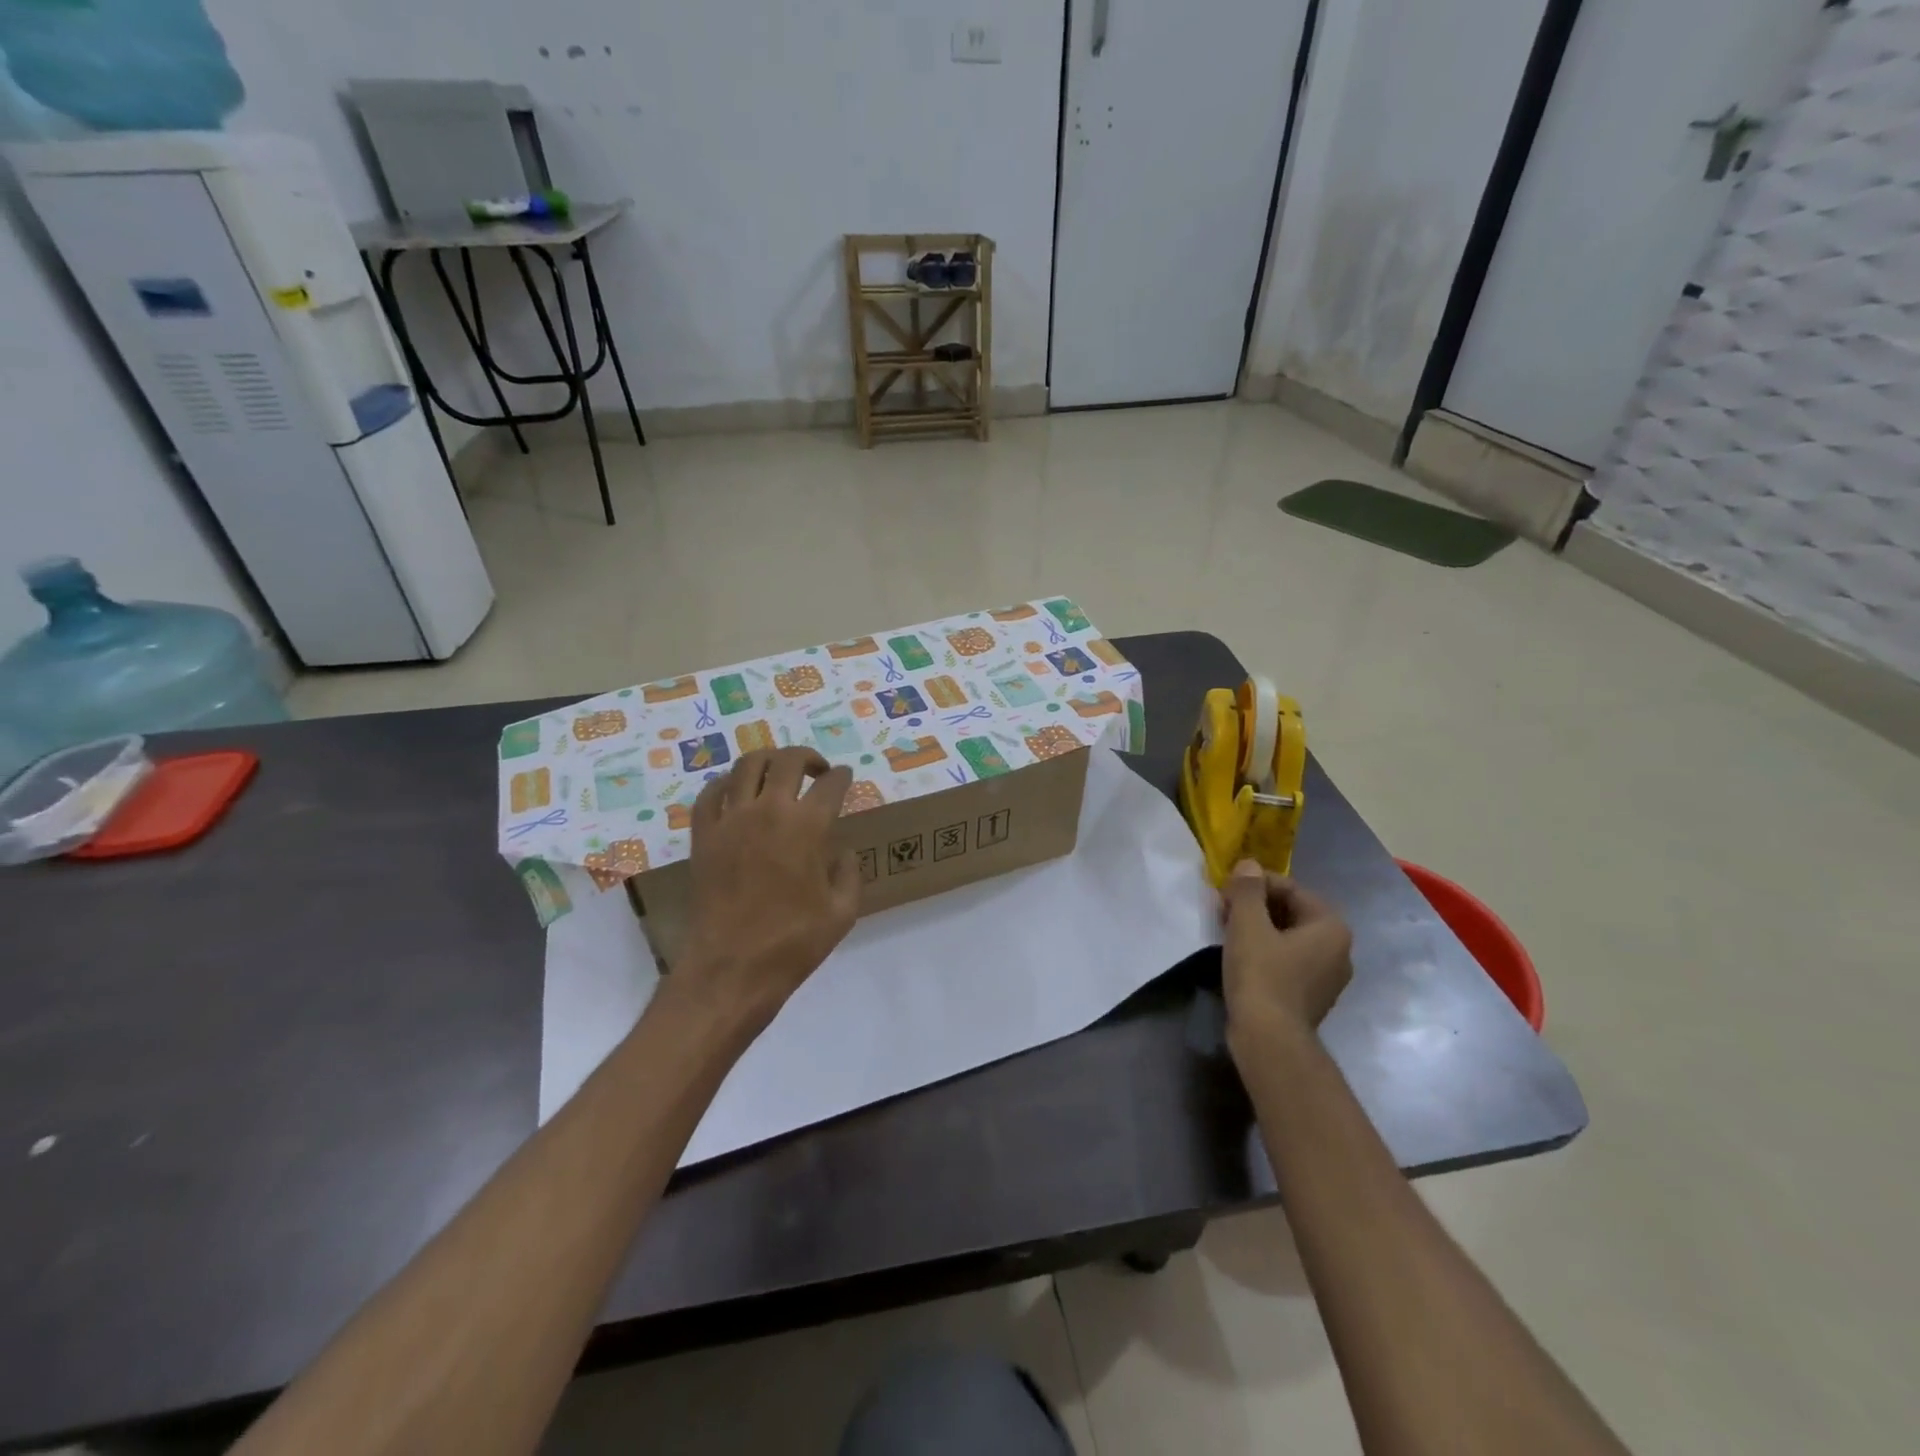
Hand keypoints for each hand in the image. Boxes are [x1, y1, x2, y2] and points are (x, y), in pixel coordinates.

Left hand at [675, 747, 859, 1034]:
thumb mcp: (842, 912)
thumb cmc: (793, 943)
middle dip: (807, 758)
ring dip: (768, 761)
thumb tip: (842, 850)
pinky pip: (710, 793)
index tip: (844, 778)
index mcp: (808, 827)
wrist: (731, 969)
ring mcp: (731, 820)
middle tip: (816, 769)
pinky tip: (735, 793)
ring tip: (777, 772)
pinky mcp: (703, 835)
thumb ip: (849, 872)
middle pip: (788, 760)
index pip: (830, 784)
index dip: (841, 777)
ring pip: (747, 765)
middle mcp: (769, 811)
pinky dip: (725, 784)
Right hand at [1220, 860, 1352, 1048]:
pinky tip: (1240, 957)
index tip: (1226, 893)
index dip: (1255, 885)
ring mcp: (1328, 977)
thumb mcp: (1248, 924)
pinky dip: (1266, 953)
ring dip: (1259, 929)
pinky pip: (1288, 961)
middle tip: (1224, 911)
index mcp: (1332, 927)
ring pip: (1288, 938)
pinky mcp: (1311, 997)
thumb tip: (1249, 864)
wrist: (1269, 1039)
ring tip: (1228, 932)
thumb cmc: (1262, 975)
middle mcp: (1339, 950)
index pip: (1291, 889)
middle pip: (1291, 912)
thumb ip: (1248, 889)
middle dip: (1256, 907)